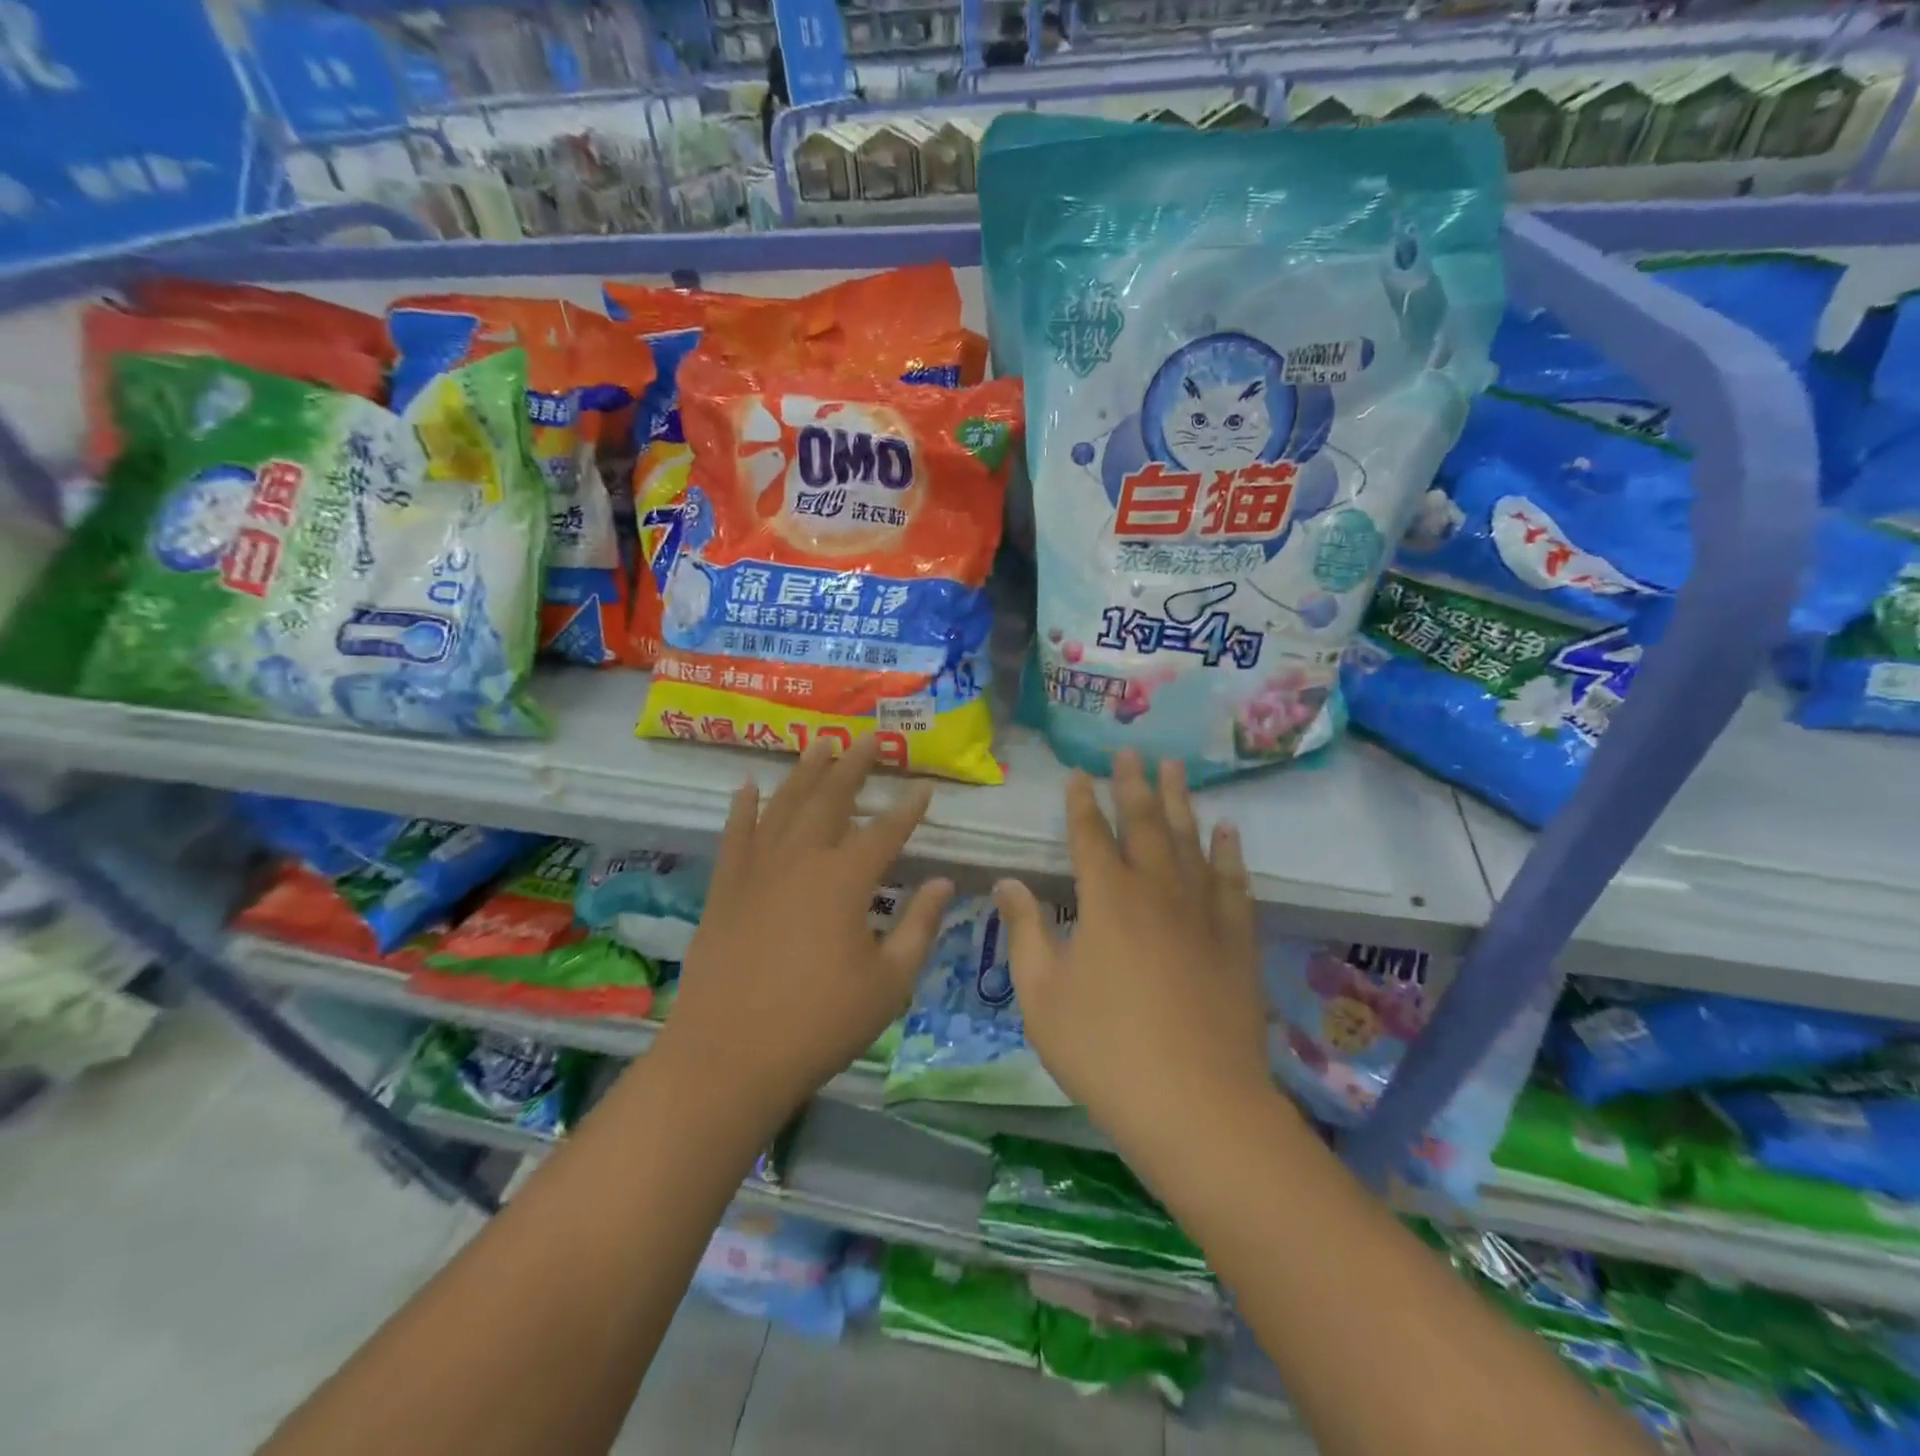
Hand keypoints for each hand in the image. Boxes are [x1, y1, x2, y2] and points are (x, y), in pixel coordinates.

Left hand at [662, 735, 953, 1122]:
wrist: (728, 1057)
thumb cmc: (820, 1024)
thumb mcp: (888, 983)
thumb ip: (919, 927)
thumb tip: (942, 883)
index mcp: (845, 880)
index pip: (886, 831)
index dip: (908, 808)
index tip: (923, 787)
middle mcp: (801, 859)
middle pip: (831, 799)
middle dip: (854, 766)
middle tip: (869, 738)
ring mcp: (757, 870)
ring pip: (784, 805)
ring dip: (805, 772)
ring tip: (820, 744)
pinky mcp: (726, 888)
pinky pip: (736, 834)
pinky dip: (744, 807)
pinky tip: (750, 785)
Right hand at [994, 750, 1267, 1149]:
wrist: (1196, 1106)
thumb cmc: (1104, 1050)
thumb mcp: (1043, 995)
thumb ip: (1026, 931)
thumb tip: (1008, 882)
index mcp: (1106, 899)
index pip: (1089, 835)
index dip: (1081, 803)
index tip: (1079, 775)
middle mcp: (1156, 890)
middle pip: (1144, 824)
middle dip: (1132, 786)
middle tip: (1130, 753)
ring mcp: (1202, 912)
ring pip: (1190, 841)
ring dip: (1179, 802)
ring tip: (1175, 769)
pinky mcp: (1236, 940)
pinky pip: (1234, 882)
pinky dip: (1229, 852)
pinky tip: (1227, 831)